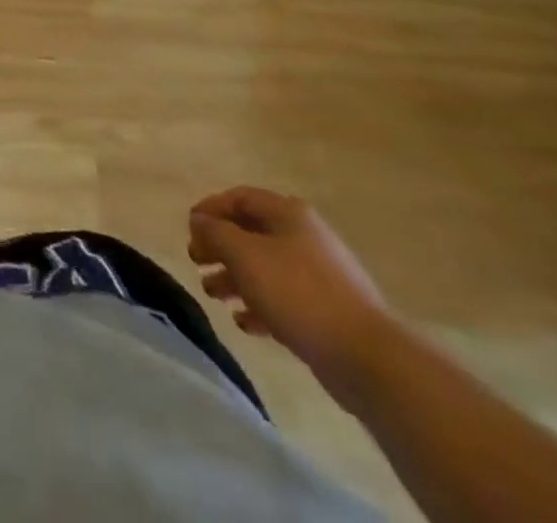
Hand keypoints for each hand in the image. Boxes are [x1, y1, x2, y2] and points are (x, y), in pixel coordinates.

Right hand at [188, 187, 393, 388]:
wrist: (367, 358)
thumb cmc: (298, 292)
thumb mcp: (244, 254)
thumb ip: (215, 232)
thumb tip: (200, 220)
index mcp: (289, 214)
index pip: (240, 198)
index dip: (210, 208)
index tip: (189, 228)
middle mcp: (305, 237)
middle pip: (251, 233)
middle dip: (220, 246)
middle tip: (196, 261)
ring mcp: (320, 277)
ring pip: (265, 268)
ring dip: (234, 278)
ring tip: (213, 294)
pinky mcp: (328, 313)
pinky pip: (284, 300)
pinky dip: (259, 306)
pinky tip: (243, 323)